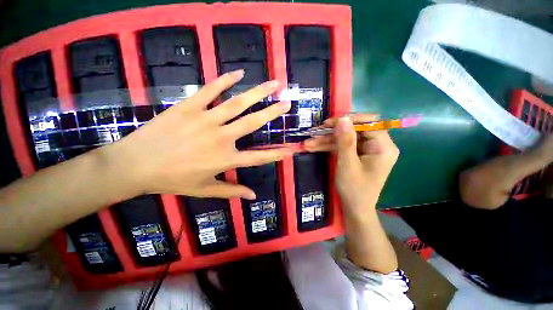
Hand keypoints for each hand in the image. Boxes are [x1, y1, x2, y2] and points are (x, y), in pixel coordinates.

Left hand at [100, 70, 293, 198]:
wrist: (135, 165)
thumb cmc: (172, 180)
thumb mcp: (204, 190)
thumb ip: (231, 192)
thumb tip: (253, 196)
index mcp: (225, 159)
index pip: (259, 158)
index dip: (276, 154)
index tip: (290, 149)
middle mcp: (221, 138)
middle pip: (253, 123)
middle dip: (272, 113)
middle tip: (286, 103)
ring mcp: (206, 120)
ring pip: (237, 103)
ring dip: (258, 93)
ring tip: (273, 84)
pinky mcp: (189, 107)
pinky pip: (211, 90)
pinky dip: (225, 80)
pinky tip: (239, 73)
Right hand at [304, 115, 398, 216]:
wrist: (354, 209)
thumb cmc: (354, 189)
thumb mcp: (348, 164)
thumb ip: (346, 141)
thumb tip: (343, 118)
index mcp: (383, 147)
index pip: (369, 123)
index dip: (349, 120)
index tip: (329, 123)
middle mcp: (377, 145)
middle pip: (354, 130)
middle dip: (332, 132)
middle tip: (315, 132)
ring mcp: (365, 150)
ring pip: (345, 138)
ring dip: (326, 140)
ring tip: (308, 143)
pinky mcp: (356, 155)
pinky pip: (342, 146)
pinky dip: (328, 146)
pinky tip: (313, 147)